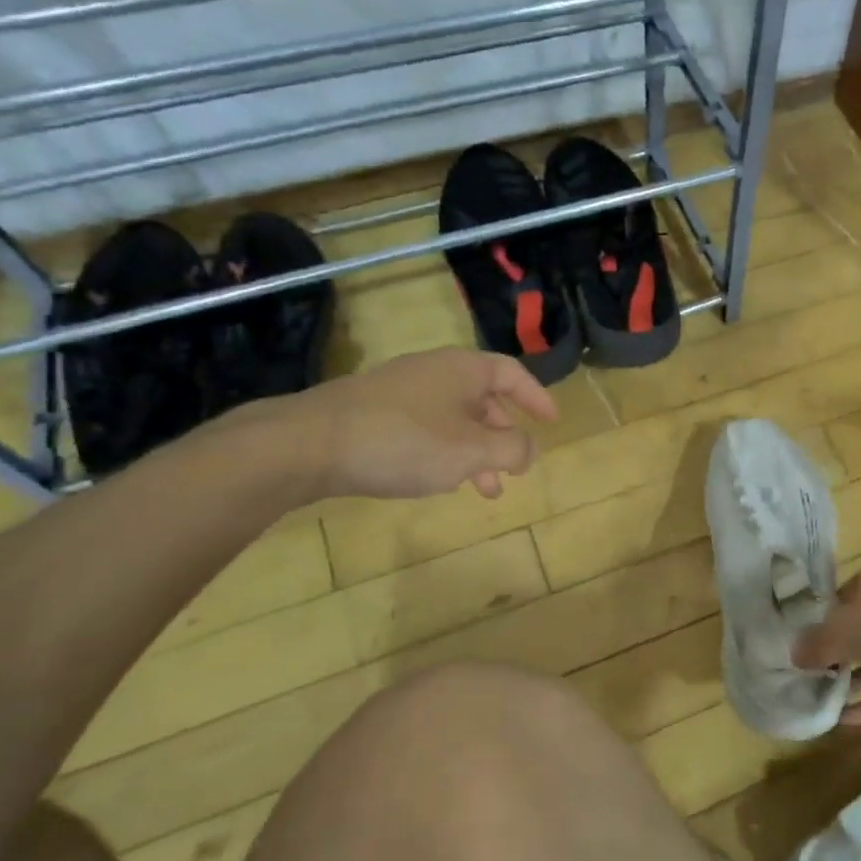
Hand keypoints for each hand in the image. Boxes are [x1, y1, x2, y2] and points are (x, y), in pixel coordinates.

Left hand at [265, 348, 557, 500]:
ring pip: (453, 419)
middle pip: (483, 399)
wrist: (308, 444)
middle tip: (514, 470)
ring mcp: (400, 391)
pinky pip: (424, 429)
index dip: (536, 397)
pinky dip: (443, 452)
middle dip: (503, 437)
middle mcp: (434, 372)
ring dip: (474, 453)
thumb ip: (513, 449)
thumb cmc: (404, 441)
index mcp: (463, 369)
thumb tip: (529, 449)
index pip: (512, 373)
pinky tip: (435, 481)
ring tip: (482, 491)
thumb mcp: (472, 451)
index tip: (552, 422)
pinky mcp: (372, 413)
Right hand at [793, 561, 860, 724]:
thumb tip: (794, 656)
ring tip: (822, 694)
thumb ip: (811, 644)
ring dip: (853, 679)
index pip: (848, 589)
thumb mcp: (832, 632)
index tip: (810, 628)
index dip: (830, 608)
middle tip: (813, 664)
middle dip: (840, 648)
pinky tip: (842, 719)